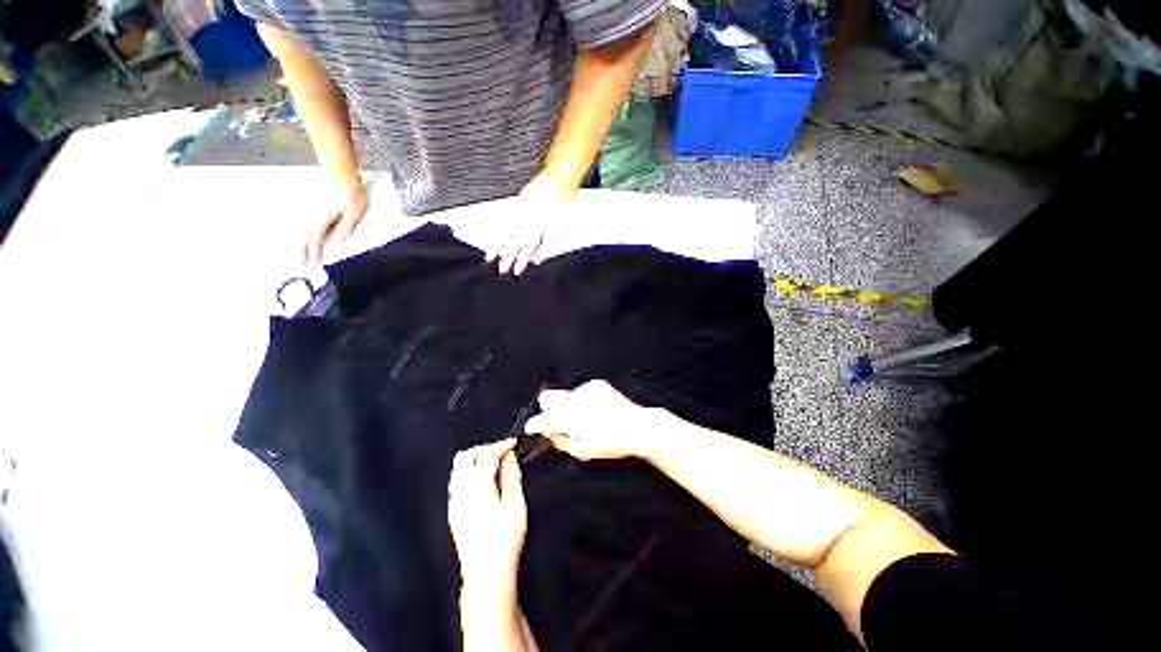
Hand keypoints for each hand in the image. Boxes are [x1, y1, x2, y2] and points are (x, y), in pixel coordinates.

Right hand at [305, 178, 368, 264]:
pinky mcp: (310, 206)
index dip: (314, 251)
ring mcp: (309, 209)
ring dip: (300, 243)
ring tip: (299, 256)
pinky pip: (304, 223)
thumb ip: (346, 227)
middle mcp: (311, 214)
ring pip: (302, 229)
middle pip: (305, 235)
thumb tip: (337, 243)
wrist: (340, 171)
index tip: (313, 263)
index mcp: (322, 217)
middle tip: (301, 265)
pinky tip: (302, 239)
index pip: (316, 238)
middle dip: (303, 250)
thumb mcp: (355, 211)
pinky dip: (303, 233)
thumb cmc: (352, 192)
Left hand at [448, 438, 526, 592]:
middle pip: (465, 456)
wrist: (486, 571)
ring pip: (458, 468)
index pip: (487, 455)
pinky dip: (470, 471)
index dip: (501, 445)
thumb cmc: (504, 539)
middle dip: (484, 448)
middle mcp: (461, 491)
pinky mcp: (453, 510)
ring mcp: (454, 501)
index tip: (512, 443)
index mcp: (478, 487)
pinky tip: (484, 480)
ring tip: (493, 463)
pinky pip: (457, 481)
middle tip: (501, 452)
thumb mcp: (515, 504)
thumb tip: (509, 457)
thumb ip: (511, 475)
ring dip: (475, 459)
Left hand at [485, 171, 576, 275]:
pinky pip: (546, 244)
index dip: (496, 247)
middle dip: (507, 258)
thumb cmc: (542, 186)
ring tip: (516, 271)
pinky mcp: (554, 228)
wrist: (559, 180)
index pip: (503, 234)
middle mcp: (527, 222)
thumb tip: (512, 228)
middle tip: (502, 270)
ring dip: (522, 260)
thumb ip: (517, 214)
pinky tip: (537, 261)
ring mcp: (541, 226)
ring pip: (528, 247)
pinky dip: (541, 253)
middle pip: (514, 244)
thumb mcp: (523, 199)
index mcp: (518, 213)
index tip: (490, 258)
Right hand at [524, 380, 661, 460]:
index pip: (543, 419)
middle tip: (559, 422)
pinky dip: (583, 400)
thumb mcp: (583, 451)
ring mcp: (586, 388)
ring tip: (587, 418)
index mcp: (571, 418)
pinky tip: (596, 409)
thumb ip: (561, 441)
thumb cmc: (612, 443)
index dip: (533, 425)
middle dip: (548, 410)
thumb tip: (550, 433)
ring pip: (566, 395)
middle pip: (547, 397)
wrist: (638, 426)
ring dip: (570, 406)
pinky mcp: (597, 384)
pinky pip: (581, 391)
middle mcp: (575, 399)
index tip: (531, 428)